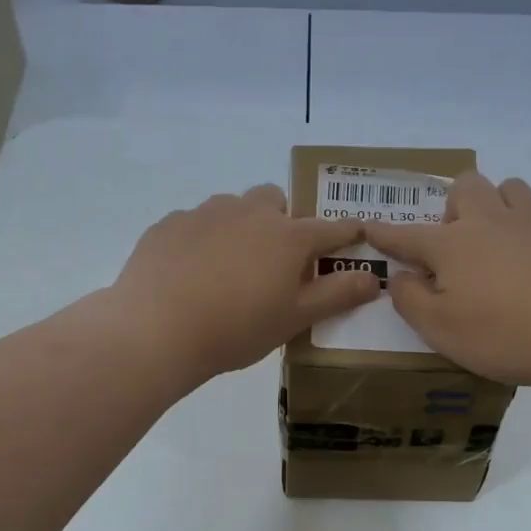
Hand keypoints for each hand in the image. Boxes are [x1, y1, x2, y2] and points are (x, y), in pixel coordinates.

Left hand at [112, 184, 381, 385]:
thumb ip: (336, 295)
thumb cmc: (236, 328)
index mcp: (287, 237)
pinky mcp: (169, 224)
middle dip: (281, 220)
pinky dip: (201, 239)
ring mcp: (205, 213)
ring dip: (240, 226)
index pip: (330, 228)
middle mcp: (249, 213)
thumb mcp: (294, 318)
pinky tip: (189, 272)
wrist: (156, 330)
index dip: (347, 232)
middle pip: (275, 200)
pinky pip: (195, 222)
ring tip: (228, 266)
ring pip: (233, 207)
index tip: (356, 233)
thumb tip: (373, 278)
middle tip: (274, 259)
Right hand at [362, 172, 530, 390]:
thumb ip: (411, 299)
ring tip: (497, 240)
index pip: (407, 235)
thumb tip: (401, 276)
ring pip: (510, 188)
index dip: (385, 233)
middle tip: (455, 243)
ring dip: (497, 205)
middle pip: (466, 186)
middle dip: (453, 205)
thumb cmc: (502, 335)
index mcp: (452, 245)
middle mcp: (490, 222)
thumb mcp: (440, 330)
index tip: (369, 227)